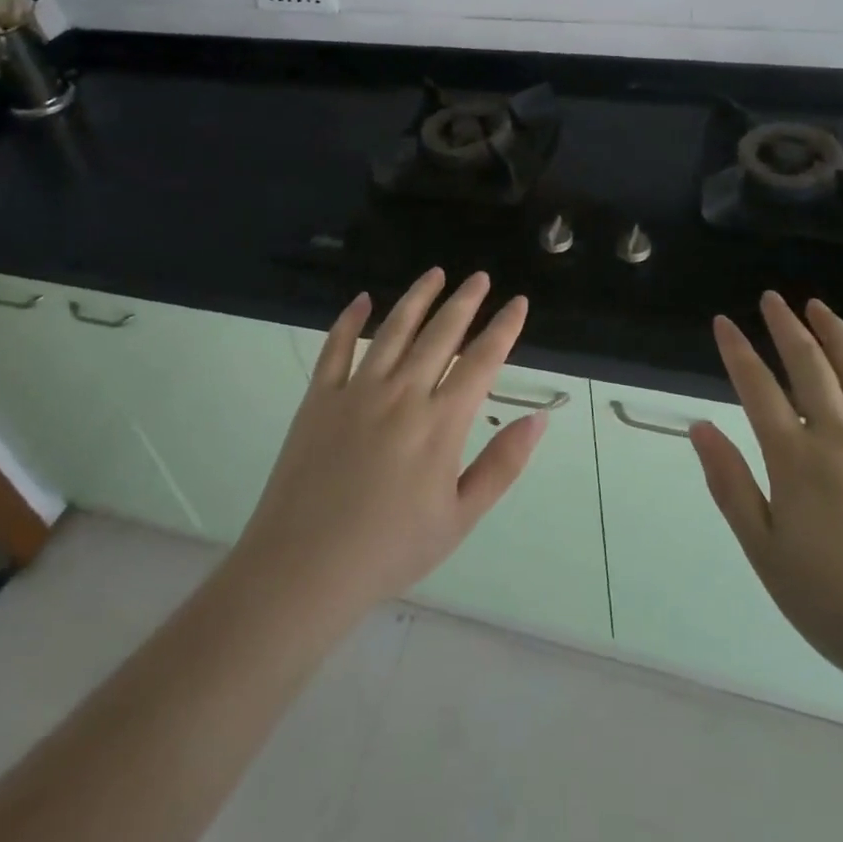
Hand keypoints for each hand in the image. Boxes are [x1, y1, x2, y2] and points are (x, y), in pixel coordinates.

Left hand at [232, 269, 544, 623]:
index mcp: (441, 422)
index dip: (504, 328)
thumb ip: (502, 464)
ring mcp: (357, 390)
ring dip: (418, 297)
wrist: (305, 568)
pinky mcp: (320, 398)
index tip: (518, 302)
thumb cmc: (391, 549)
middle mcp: (403, 393)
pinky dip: (349, 320)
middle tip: (480, 277)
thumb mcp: (460, 517)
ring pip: (394, 329)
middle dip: (466, 301)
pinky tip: (362, 300)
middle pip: (441, 333)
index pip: (482, 361)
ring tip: (435, 273)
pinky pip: (336, 348)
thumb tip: (538, 418)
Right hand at [690, 292, 842, 703]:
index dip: (737, 350)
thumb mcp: (767, 554)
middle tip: (772, 298)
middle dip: (786, 326)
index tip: (723, 322)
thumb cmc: (841, 608)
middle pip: (810, 365)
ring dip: (836, 333)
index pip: (757, 388)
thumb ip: (731, 486)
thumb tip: (699, 427)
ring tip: (817, 307)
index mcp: (797, 461)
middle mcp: (842, 438)